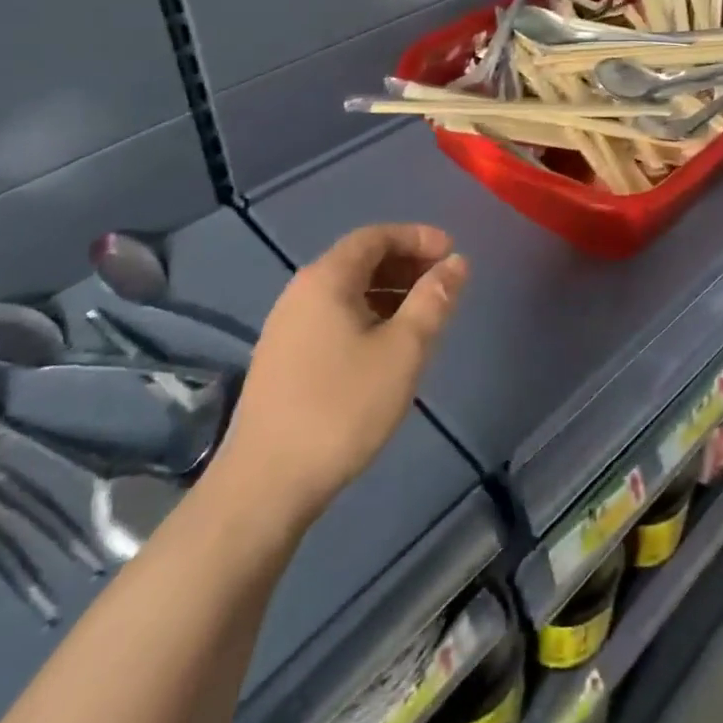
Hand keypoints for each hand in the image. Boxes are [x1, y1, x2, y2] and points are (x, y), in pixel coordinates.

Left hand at [213, 224, 469, 520]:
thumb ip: (433, 300)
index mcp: (326, 280)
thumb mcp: (403, 350)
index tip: (451, 252)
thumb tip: (456, 263)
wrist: (266, 486)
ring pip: (347, 291)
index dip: (417, 237)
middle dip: (405, 263)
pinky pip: (333, 317)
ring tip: (423, 315)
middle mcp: (300, 293)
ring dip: (389, 291)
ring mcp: (286, 328)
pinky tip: (387, 346)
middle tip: (443, 282)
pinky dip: (368, 315)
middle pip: (359, 260)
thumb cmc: (342, 408)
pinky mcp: (283, 360)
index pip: (375, 236)